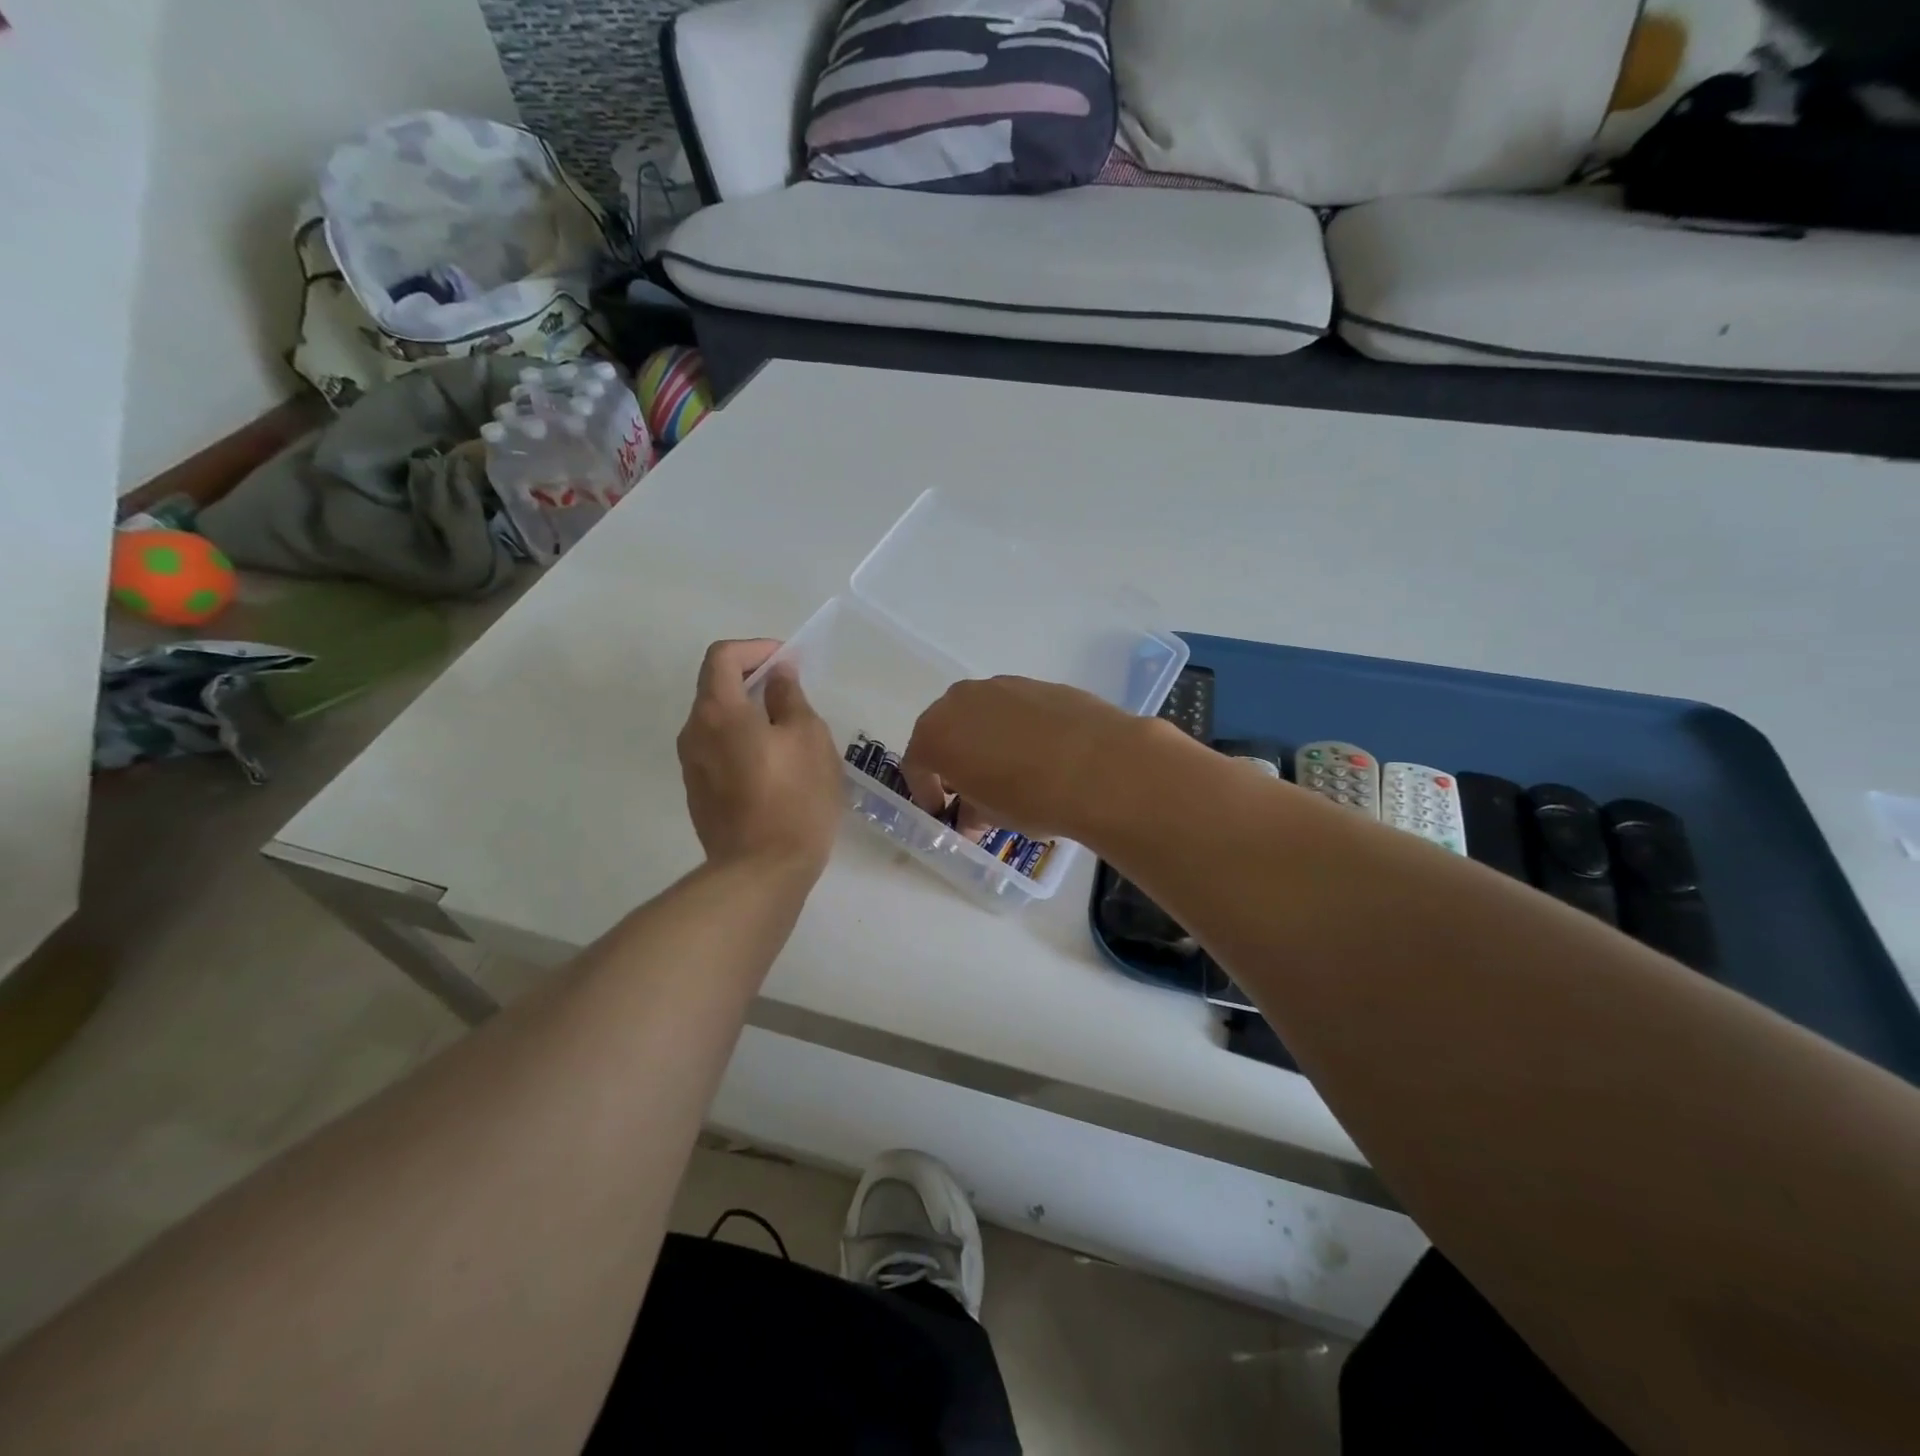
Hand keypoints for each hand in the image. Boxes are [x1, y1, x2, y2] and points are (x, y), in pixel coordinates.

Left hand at [678, 640, 843, 876]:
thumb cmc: (794, 799)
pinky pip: (718, 750)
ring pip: (717, 721)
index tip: (787, 661)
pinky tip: (774, 765)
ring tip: (788, 731)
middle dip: (753, 679)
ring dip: (748, 713)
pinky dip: (742, 741)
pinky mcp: (698, 793)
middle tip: (792, 692)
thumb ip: (790, 698)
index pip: (722, 656)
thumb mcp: (809, 738)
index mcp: (718, 712)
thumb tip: (777, 676)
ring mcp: (691, 766)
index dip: (755, 649)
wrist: (761, 872)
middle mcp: (694, 732)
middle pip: (716, 687)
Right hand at [900, 676, 1145, 840]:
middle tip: (970, 788)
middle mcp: (960, 701)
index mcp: (936, 734)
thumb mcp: (993, 816)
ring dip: (984, 740)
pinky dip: (1015, 728)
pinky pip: (1013, 708)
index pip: (917, 762)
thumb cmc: (1031, 797)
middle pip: (945, 730)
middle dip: (953, 760)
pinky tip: (1040, 753)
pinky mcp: (1037, 683)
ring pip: (980, 715)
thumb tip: (971, 817)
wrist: (1100, 765)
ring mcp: (1000, 686)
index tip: (941, 810)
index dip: (925, 790)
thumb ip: (973, 812)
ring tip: (1009, 770)